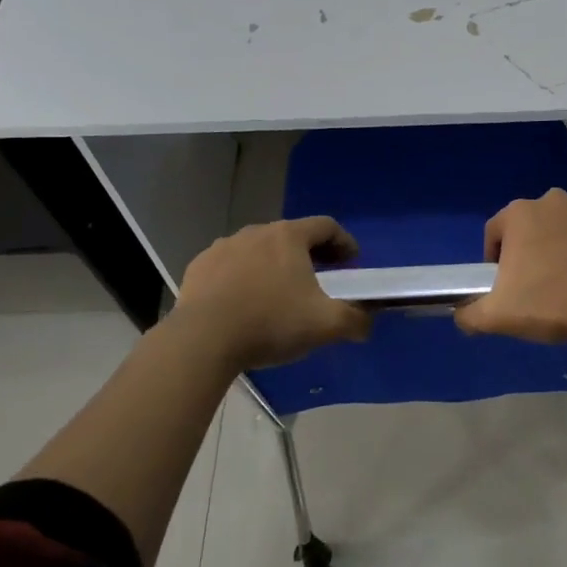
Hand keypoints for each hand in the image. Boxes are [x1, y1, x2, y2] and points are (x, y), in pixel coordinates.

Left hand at [171, 217, 372, 371]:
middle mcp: (256, 232)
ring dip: (273, 264)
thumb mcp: (325, 325)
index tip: (352, 262)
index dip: (344, 241)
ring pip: (258, 249)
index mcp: (289, 237)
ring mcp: (223, 247)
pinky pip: (229, 266)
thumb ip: (354, 321)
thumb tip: (367, 324)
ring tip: (279, 292)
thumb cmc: (271, 323)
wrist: (202, 340)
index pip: (326, 226)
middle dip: (310, 253)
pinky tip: (243, 303)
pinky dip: (242, 277)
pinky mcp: (199, 268)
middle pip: (291, 235)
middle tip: (321, 277)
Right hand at [455, 189, 566, 346]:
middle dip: (530, 251)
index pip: (494, 232)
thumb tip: (460, 315)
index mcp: (520, 214)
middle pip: (531, 227)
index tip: (505, 286)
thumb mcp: (499, 316)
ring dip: (561, 247)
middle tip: (537, 287)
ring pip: (564, 227)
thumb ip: (469, 314)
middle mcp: (553, 200)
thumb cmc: (553, 305)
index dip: (494, 260)